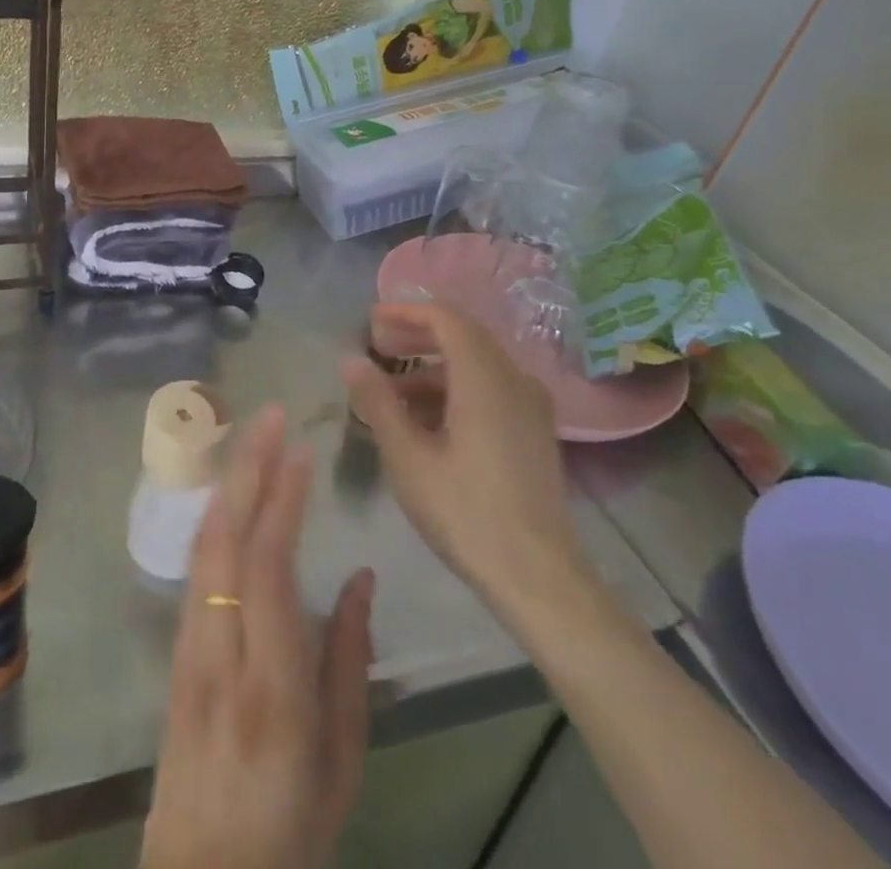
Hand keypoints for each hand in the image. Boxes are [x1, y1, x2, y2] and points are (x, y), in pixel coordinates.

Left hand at [141, 406, 374, 868]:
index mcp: (273, 684)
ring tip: (253, 437)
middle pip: (226, 540)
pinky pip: (194, 568)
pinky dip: (214, 517)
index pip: (268, 569)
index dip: (282, 503)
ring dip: (229, 482)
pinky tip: (230, 492)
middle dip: (249, 468)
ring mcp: (188, 649)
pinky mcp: (175, 652)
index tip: (301, 452)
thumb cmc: (291, 825)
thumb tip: (360, 577)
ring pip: (203, 546)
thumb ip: (350, 661)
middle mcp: (220, 653)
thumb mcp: (343, 759)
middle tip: (272, 415)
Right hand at [343, 302, 589, 620]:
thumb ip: (377, 401)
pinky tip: (427, 419)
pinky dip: (456, 387)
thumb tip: (350, 358)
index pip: (445, 317)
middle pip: (463, 335)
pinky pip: (491, 387)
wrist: (540, 577)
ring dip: (433, 366)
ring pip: (477, 363)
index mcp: (484, 377)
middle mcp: (513, 378)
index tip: (371, 322)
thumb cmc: (466, 513)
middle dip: (417, 335)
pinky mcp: (534, 429)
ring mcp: (530, 404)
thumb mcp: (408, 457)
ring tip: (392, 391)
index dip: (405, 312)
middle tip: (377, 346)